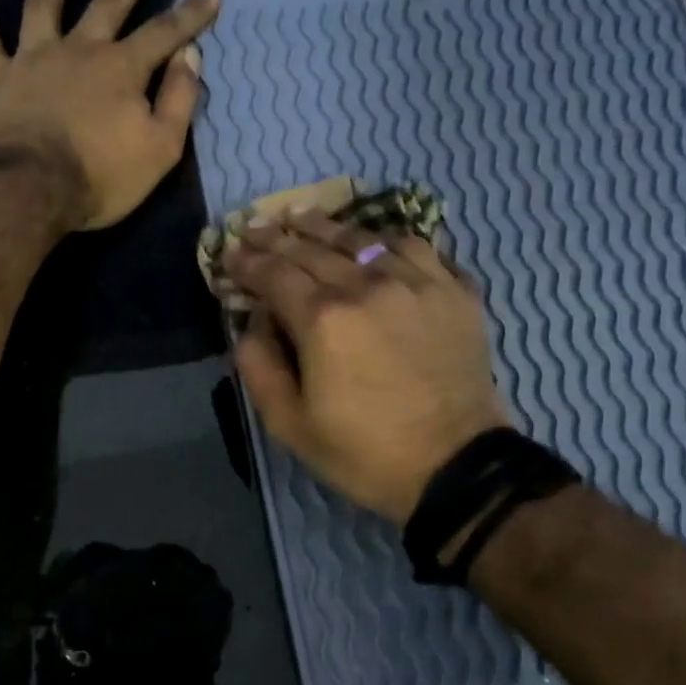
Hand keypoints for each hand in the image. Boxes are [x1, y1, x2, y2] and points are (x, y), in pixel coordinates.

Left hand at [0, 0, 221, 229]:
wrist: (29, 192)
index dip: (189, 14)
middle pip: (103, 4)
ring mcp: (20, 68)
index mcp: (116, 69)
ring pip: (32, 11)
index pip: (162, 33)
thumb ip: (177, 101)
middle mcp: (69, 53)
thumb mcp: (160, 148)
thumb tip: (190, 58)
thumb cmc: (100, 176)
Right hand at [226, 213, 511, 522]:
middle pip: (312, 248)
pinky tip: (374, 242)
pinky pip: (416, 248)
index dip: (247, 262)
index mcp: (323, 320)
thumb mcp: (290, 426)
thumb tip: (252, 323)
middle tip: (255, 228)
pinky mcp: (453, 291)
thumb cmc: (365, 453)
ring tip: (303, 217)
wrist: (455, 467)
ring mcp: (416, 283)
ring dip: (325, 227)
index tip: (229, 254)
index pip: (274, 274)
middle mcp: (367, 286)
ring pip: (362, 239)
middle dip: (276, 237)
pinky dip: (385, 240)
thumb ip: (259, 367)